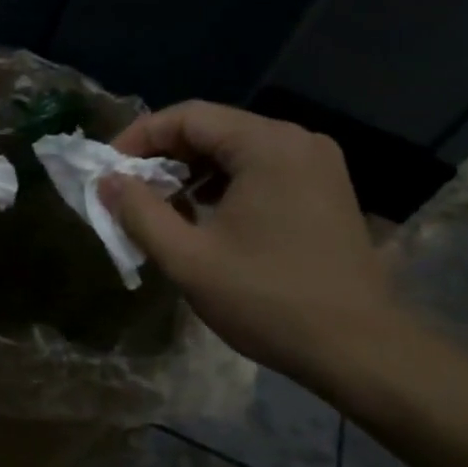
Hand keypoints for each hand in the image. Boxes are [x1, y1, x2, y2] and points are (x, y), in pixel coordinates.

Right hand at [104, 101, 406, 393]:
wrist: (360, 349)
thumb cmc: (268, 300)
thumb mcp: (188, 259)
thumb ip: (139, 213)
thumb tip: (106, 180)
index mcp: (267, 145)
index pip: (187, 117)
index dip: (139, 137)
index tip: (107, 169)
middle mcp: (296, 140)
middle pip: (213, 129)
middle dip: (163, 156)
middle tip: (128, 190)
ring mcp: (316, 164)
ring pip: (236, 150)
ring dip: (192, 172)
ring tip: (160, 206)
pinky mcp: (324, 189)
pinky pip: (260, 169)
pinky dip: (223, 185)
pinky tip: (203, 216)